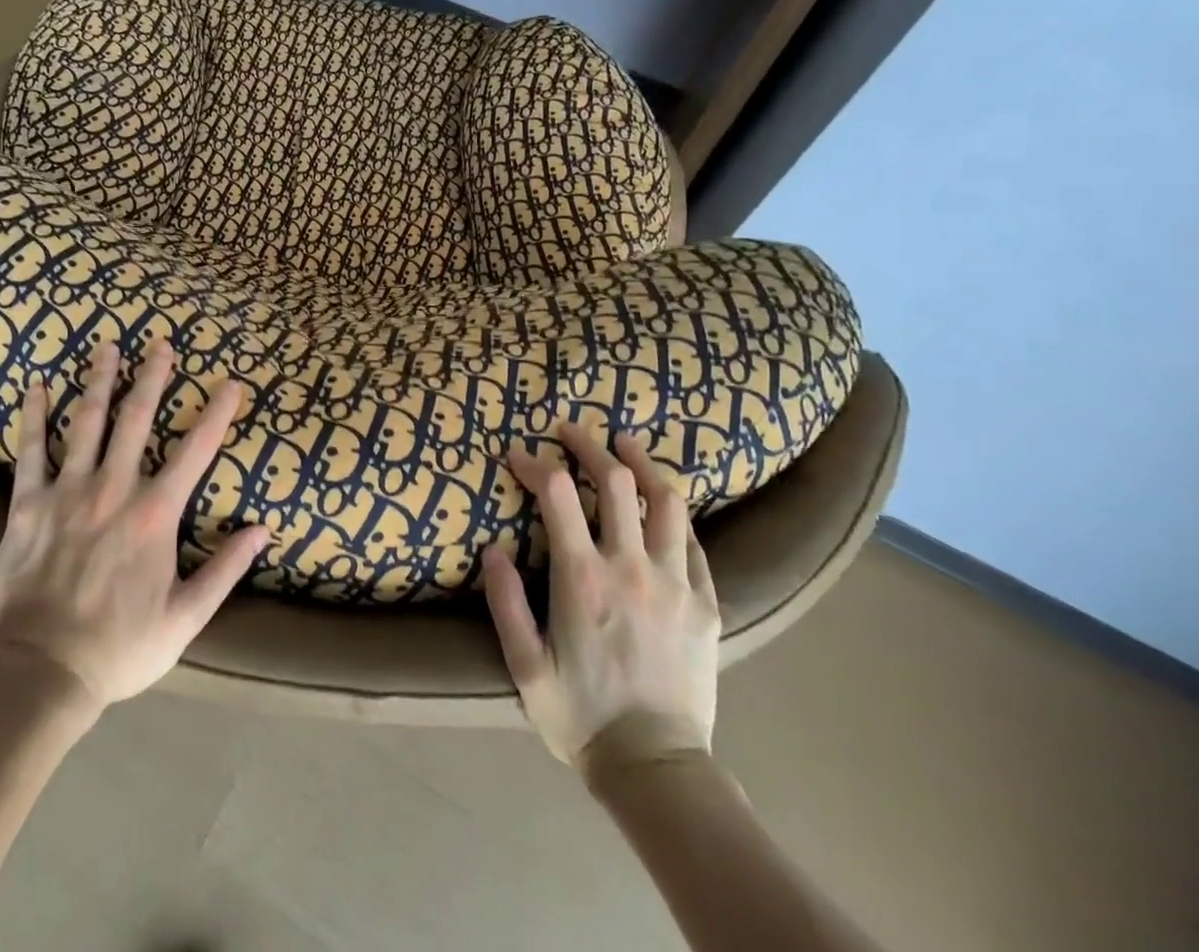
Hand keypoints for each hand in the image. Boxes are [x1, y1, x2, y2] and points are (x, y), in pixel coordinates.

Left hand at [0, 340, 269, 710]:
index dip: (217, 413)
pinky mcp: (28, 504)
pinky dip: (34, 416)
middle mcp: (114, 489)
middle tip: (160, 343)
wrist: (41, 673)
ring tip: (108, 347)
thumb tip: (263, 529)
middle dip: (152, 378)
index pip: (196, 451)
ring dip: (100, 381)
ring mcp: (68, 491)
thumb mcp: (186, 618)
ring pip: (87, 422)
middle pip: (137, 419)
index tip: (231, 383)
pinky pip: (31, 450)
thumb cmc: (120, 647)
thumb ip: (226, 569)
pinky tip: (37, 386)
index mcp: (155, 514)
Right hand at [481, 427, 719, 770]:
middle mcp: (631, 566)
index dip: (534, 462)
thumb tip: (492, 548)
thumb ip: (505, 602)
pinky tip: (661, 506)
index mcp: (583, 577)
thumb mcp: (525, 665)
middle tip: (570, 430)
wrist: (657, 769)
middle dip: (589, 445)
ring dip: (641, 463)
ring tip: (625, 444)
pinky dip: (674, 514)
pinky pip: (694, 542)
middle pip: (616, 481)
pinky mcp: (706, 603)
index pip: (556, 493)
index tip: (517, 453)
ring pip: (666, 500)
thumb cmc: (581, 716)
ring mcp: (676, 582)